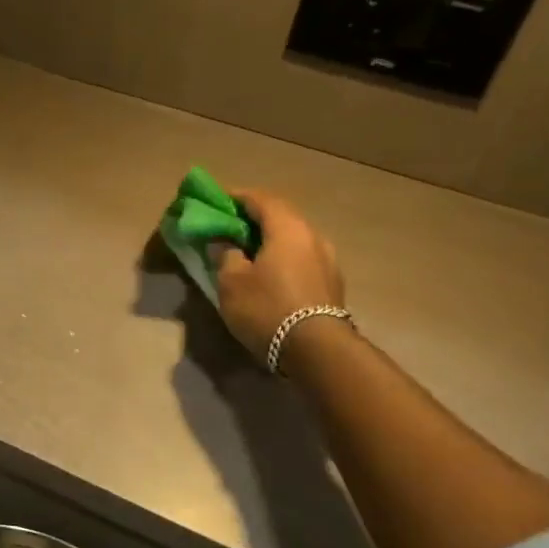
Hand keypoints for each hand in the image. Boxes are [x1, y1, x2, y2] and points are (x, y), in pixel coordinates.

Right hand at [208, 189, 345, 359]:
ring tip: (248, 253)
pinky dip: (283, 259)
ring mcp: (327, 260)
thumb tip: (226, 245)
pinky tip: (269, 274)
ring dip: (271, 241)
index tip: (217, 201)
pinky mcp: (331, 284)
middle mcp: (313, 236)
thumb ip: (225, 256)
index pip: (260, 199)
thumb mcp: (231, 282)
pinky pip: (301, 260)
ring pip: (293, 240)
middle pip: (281, 217)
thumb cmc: (267, 307)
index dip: (236, 197)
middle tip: (230, 227)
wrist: (316, 350)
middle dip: (254, 219)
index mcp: (287, 227)